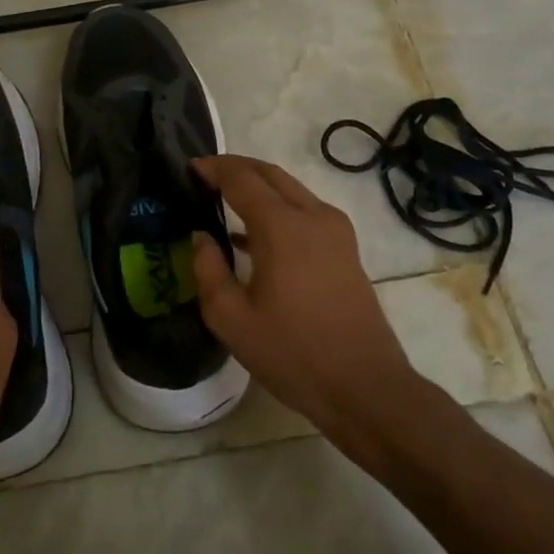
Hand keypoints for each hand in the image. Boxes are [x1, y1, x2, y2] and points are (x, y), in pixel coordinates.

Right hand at [190, 155, 432, 455]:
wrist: (365, 386)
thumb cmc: (292, 353)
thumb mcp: (231, 319)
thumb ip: (208, 270)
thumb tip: (202, 237)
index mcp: (282, 227)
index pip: (241, 178)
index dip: (213, 168)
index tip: (188, 168)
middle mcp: (313, 216)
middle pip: (270, 174)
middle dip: (236, 168)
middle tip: (204, 176)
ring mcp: (336, 231)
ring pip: (291, 190)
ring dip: (258, 186)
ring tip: (223, 198)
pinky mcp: (346, 249)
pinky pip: (306, 211)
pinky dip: (278, 208)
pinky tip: (252, 236)